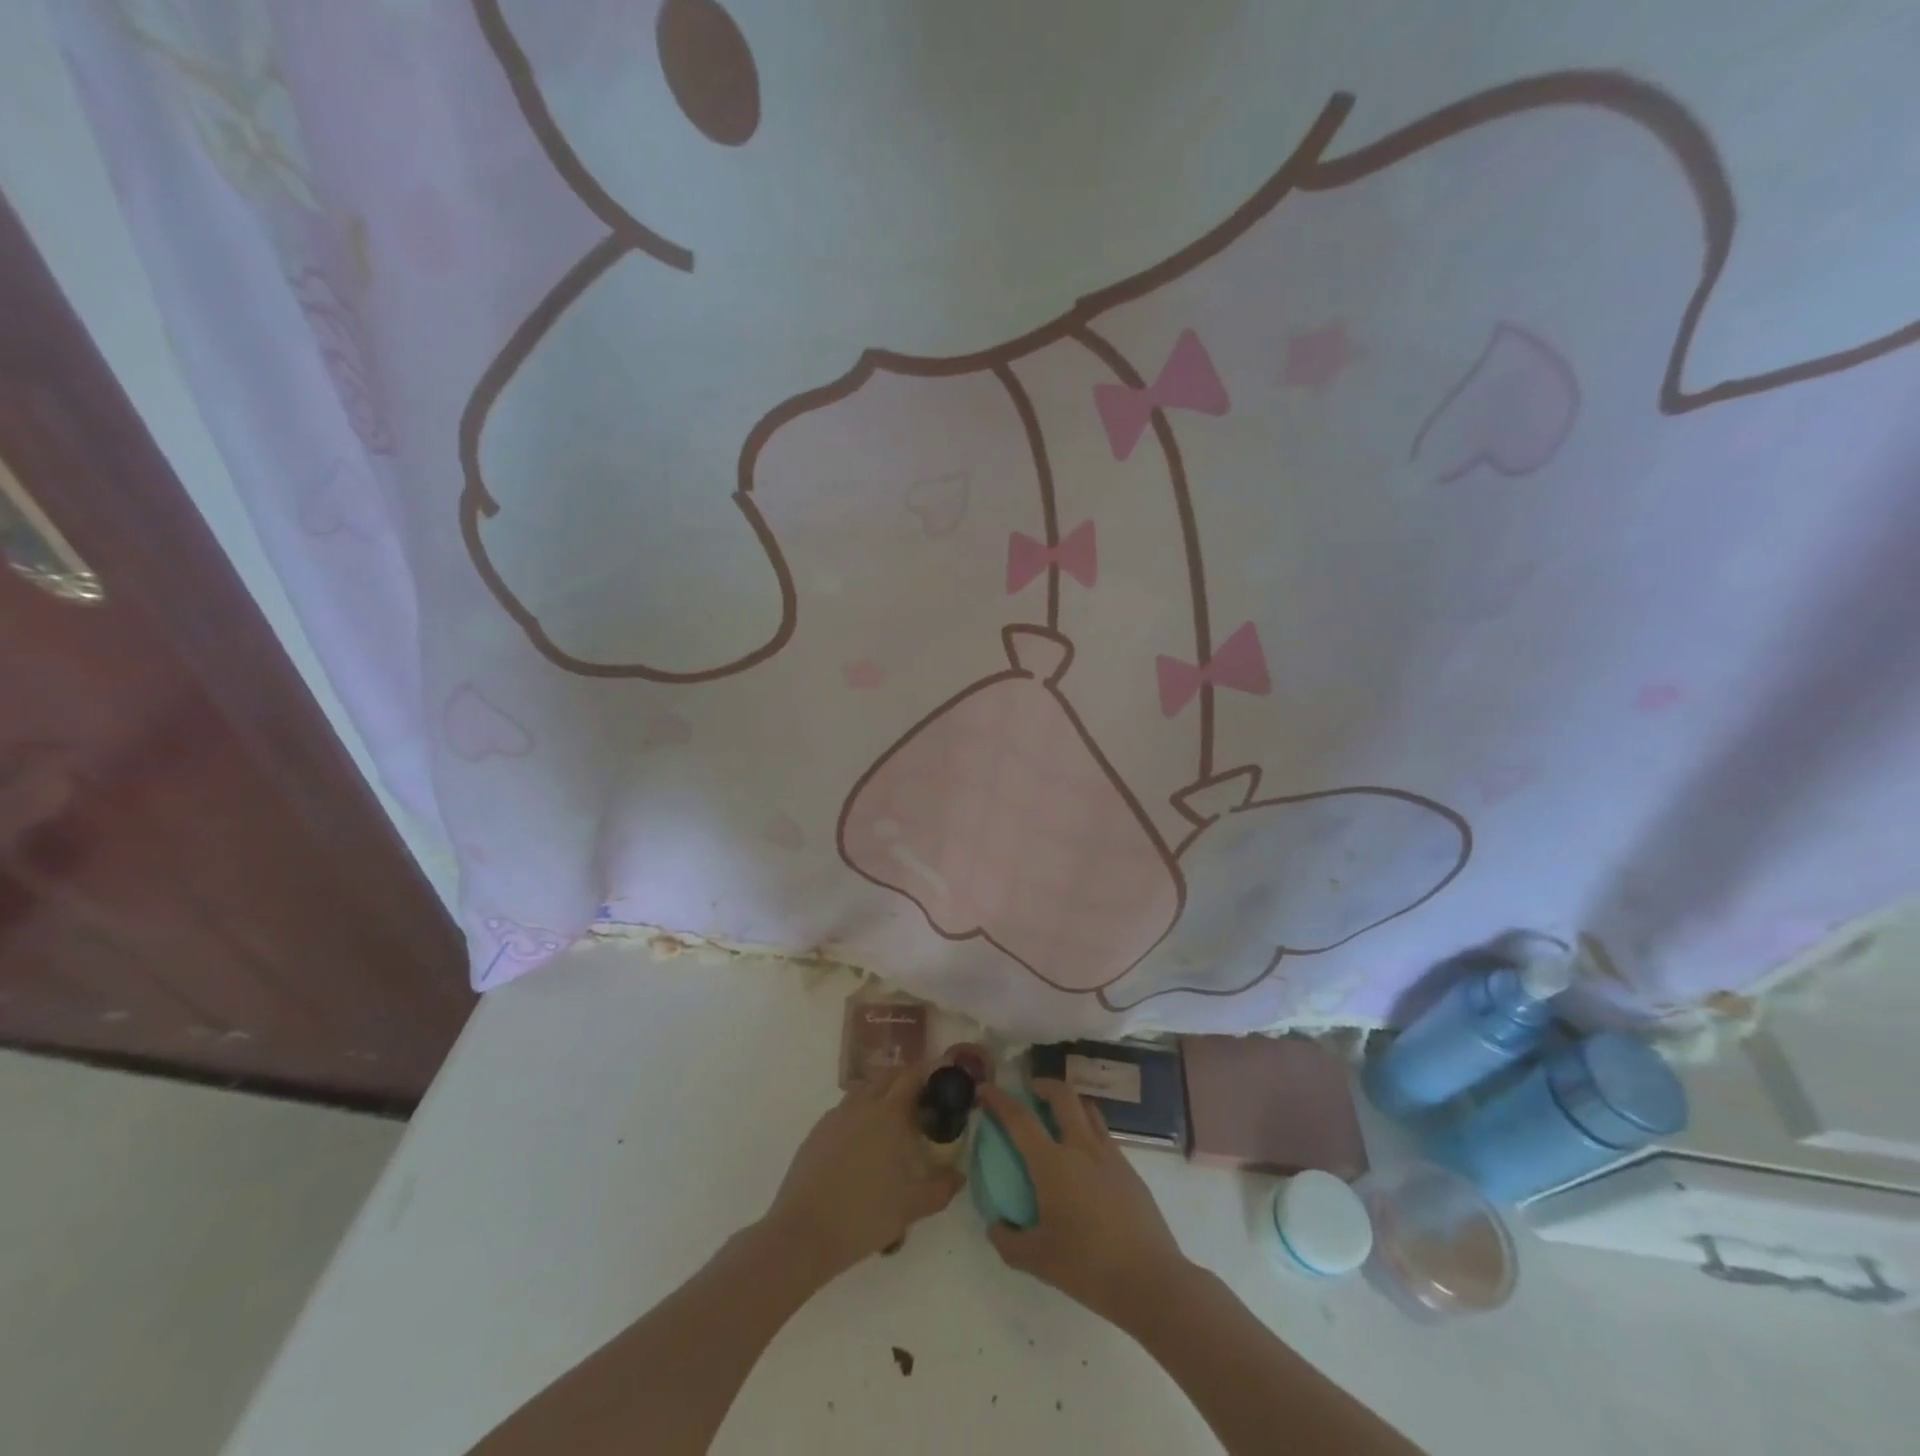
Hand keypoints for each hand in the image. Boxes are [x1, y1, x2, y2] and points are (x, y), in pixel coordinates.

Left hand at [762, 1062, 962, 1279]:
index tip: (941, 1080)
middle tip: (921, 1100)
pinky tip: (862, 1143)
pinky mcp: (817, 1132)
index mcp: (888, 1114)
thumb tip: (959, 1176)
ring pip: (863, 1090)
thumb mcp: (911, 1207)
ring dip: (880, 1094)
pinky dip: (859, 1113)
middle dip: (905, 1080)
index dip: (928, 1072)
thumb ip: (940, 1189)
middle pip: (887, 1076)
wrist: (802, 1234)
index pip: (911, 1076)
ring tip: (892, 1120)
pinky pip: (844, 1110)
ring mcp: (835, 1117)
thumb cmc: (863, 1216)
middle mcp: (861, 1105)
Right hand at [980, 1080, 1193, 1328]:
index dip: (999, 1100)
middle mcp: (1081, 1147)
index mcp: (1053, 1163)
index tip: (986, 1090)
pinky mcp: (1129, 1169)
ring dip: (1069, 1103)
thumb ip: (1008, 1241)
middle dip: (1042, 1085)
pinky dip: (1088, 1130)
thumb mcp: (1037, 1261)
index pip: (1020, 1118)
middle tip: (1029, 1092)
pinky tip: (1083, 1160)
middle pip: (1062, 1095)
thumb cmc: (1088, 1267)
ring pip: (1087, 1109)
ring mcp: (1109, 1155)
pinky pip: (1103, 1135)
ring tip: (1058, 1118)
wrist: (1151, 1280)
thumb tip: (995, 1225)